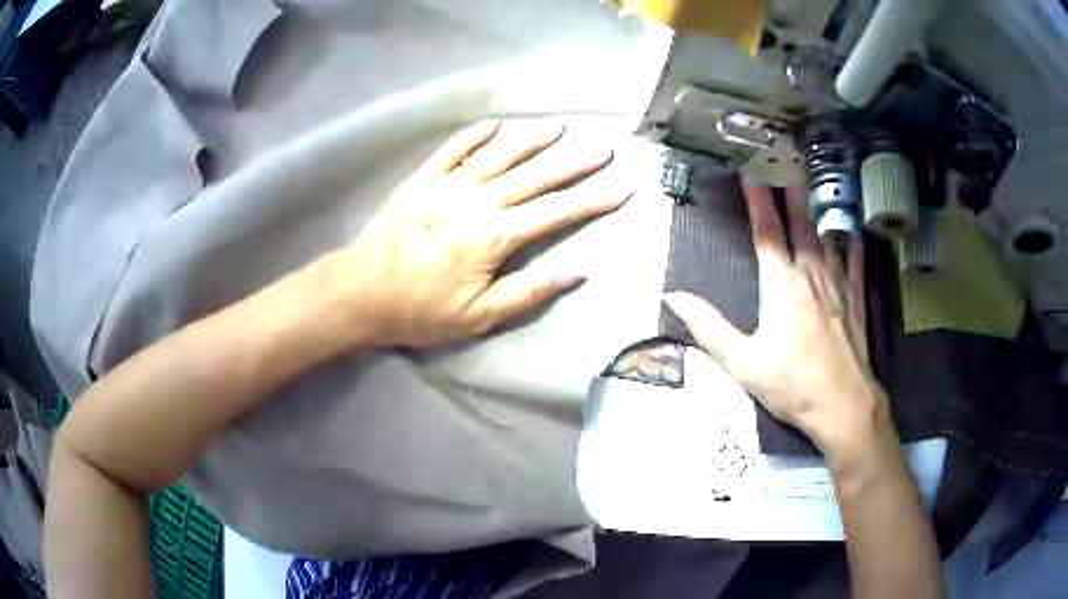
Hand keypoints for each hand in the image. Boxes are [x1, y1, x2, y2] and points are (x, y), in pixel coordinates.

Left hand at [330, 120, 624, 348]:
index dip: (592, 200)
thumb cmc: (422, 310)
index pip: (556, 213)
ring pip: (499, 156)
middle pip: (535, 177)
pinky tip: (494, 125)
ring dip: (531, 141)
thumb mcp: (480, 316)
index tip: (621, 188)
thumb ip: (530, 291)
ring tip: (559, 128)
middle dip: (573, 164)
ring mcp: (448, 184)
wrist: (362, 292)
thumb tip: (577, 272)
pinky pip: (453, 150)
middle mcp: (478, 201)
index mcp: (495, 236)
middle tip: (603, 148)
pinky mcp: (423, 179)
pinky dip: (474, 135)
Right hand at [664, 183, 884, 454]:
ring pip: (826, 240)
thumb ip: (709, 328)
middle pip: (800, 227)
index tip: (750, 174)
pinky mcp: (855, 303)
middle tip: (787, 167)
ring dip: (817, 213)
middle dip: (791, 195)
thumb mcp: (743, 364)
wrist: (843, 406)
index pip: (767, 233)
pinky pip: (855, 266)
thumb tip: (673, 297)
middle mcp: (811, 277)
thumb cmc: (792, 386)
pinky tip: (851, 234)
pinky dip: (852, 247)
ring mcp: (838, 288)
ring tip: (813, 189)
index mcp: (782, 287)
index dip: (757, 201)